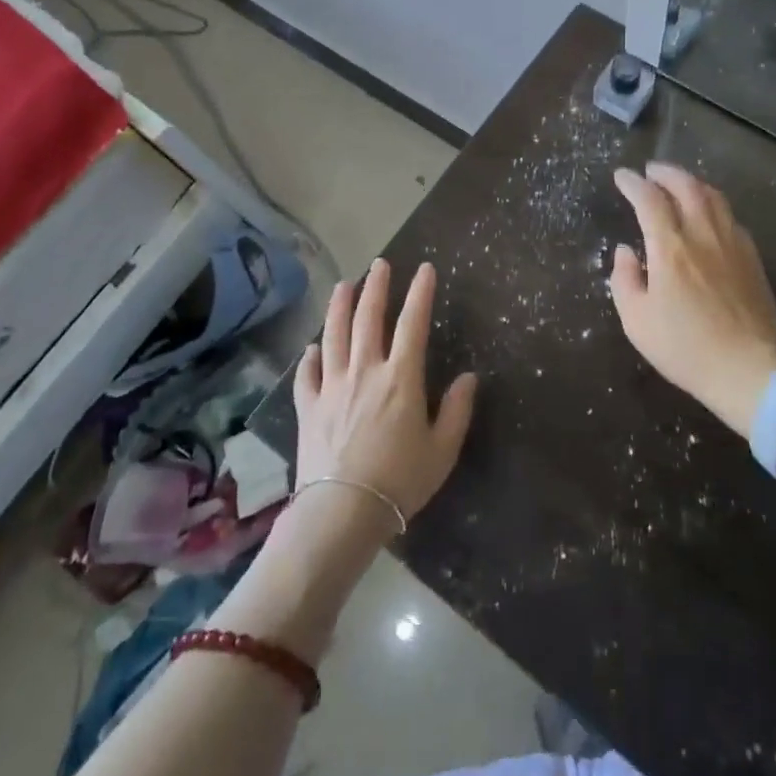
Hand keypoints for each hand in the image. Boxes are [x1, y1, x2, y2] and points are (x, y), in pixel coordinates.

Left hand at [293, 259, 477, 525]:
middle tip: (380, 263)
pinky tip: (312, 347)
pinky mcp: (308, 407)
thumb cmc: (400, 481)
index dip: (420, 293)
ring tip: (344, 285)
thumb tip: (469, 376)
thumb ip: (457, 410)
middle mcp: (364, 370)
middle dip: (376, 286)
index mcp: (401, 377)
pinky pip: (306, 373)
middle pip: (367, 317)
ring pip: (334, 334)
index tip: (425, 269)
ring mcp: (332, 386)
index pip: (413, 323)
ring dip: (339, 306)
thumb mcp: (442, 450)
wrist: (341, 511)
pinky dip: (310, 356)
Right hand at [609, 164, 775, 436]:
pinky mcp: (752, 257)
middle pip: (686, 186)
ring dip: (692, 183)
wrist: (747, 370)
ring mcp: (733, 243)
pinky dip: (713, 204)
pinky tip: (708, 215)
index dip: (633, 184)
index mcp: (671, 248)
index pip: (649, 200)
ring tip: (678, 184)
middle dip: (665, 173)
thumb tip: (625, 251)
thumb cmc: (684, 348)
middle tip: (650, 170)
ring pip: (713, 197)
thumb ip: (624, 279)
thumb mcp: (636, 321)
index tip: (622, 176)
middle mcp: (703, 235)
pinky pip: (731, 217)